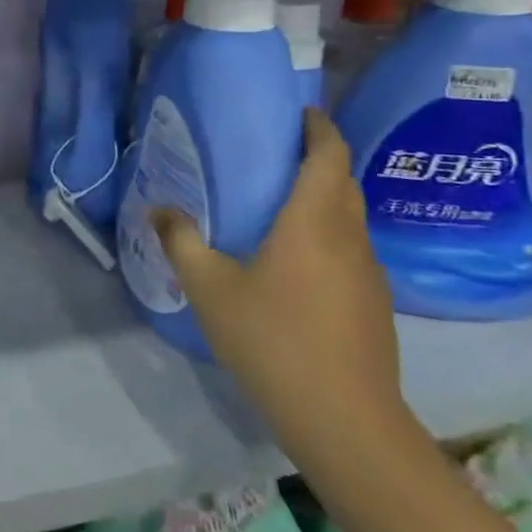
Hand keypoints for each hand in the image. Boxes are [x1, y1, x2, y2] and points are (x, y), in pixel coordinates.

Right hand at [152, 109, 411, 470]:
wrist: (343, 418)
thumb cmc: (271, 338)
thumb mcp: (209, 287)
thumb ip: (180, 241)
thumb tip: (156, 209)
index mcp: (313, 221)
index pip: (328, 155)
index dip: (318, 127)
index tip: (299, 112)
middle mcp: (349, 237)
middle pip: (344, 181)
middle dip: (320, 158)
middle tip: (278, 152)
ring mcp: (369, 273)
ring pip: (351, 217)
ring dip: (326, 197)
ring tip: (282, 201)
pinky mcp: (375, 303)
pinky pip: (352, 248)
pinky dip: (329, 233)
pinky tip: (297, 259)